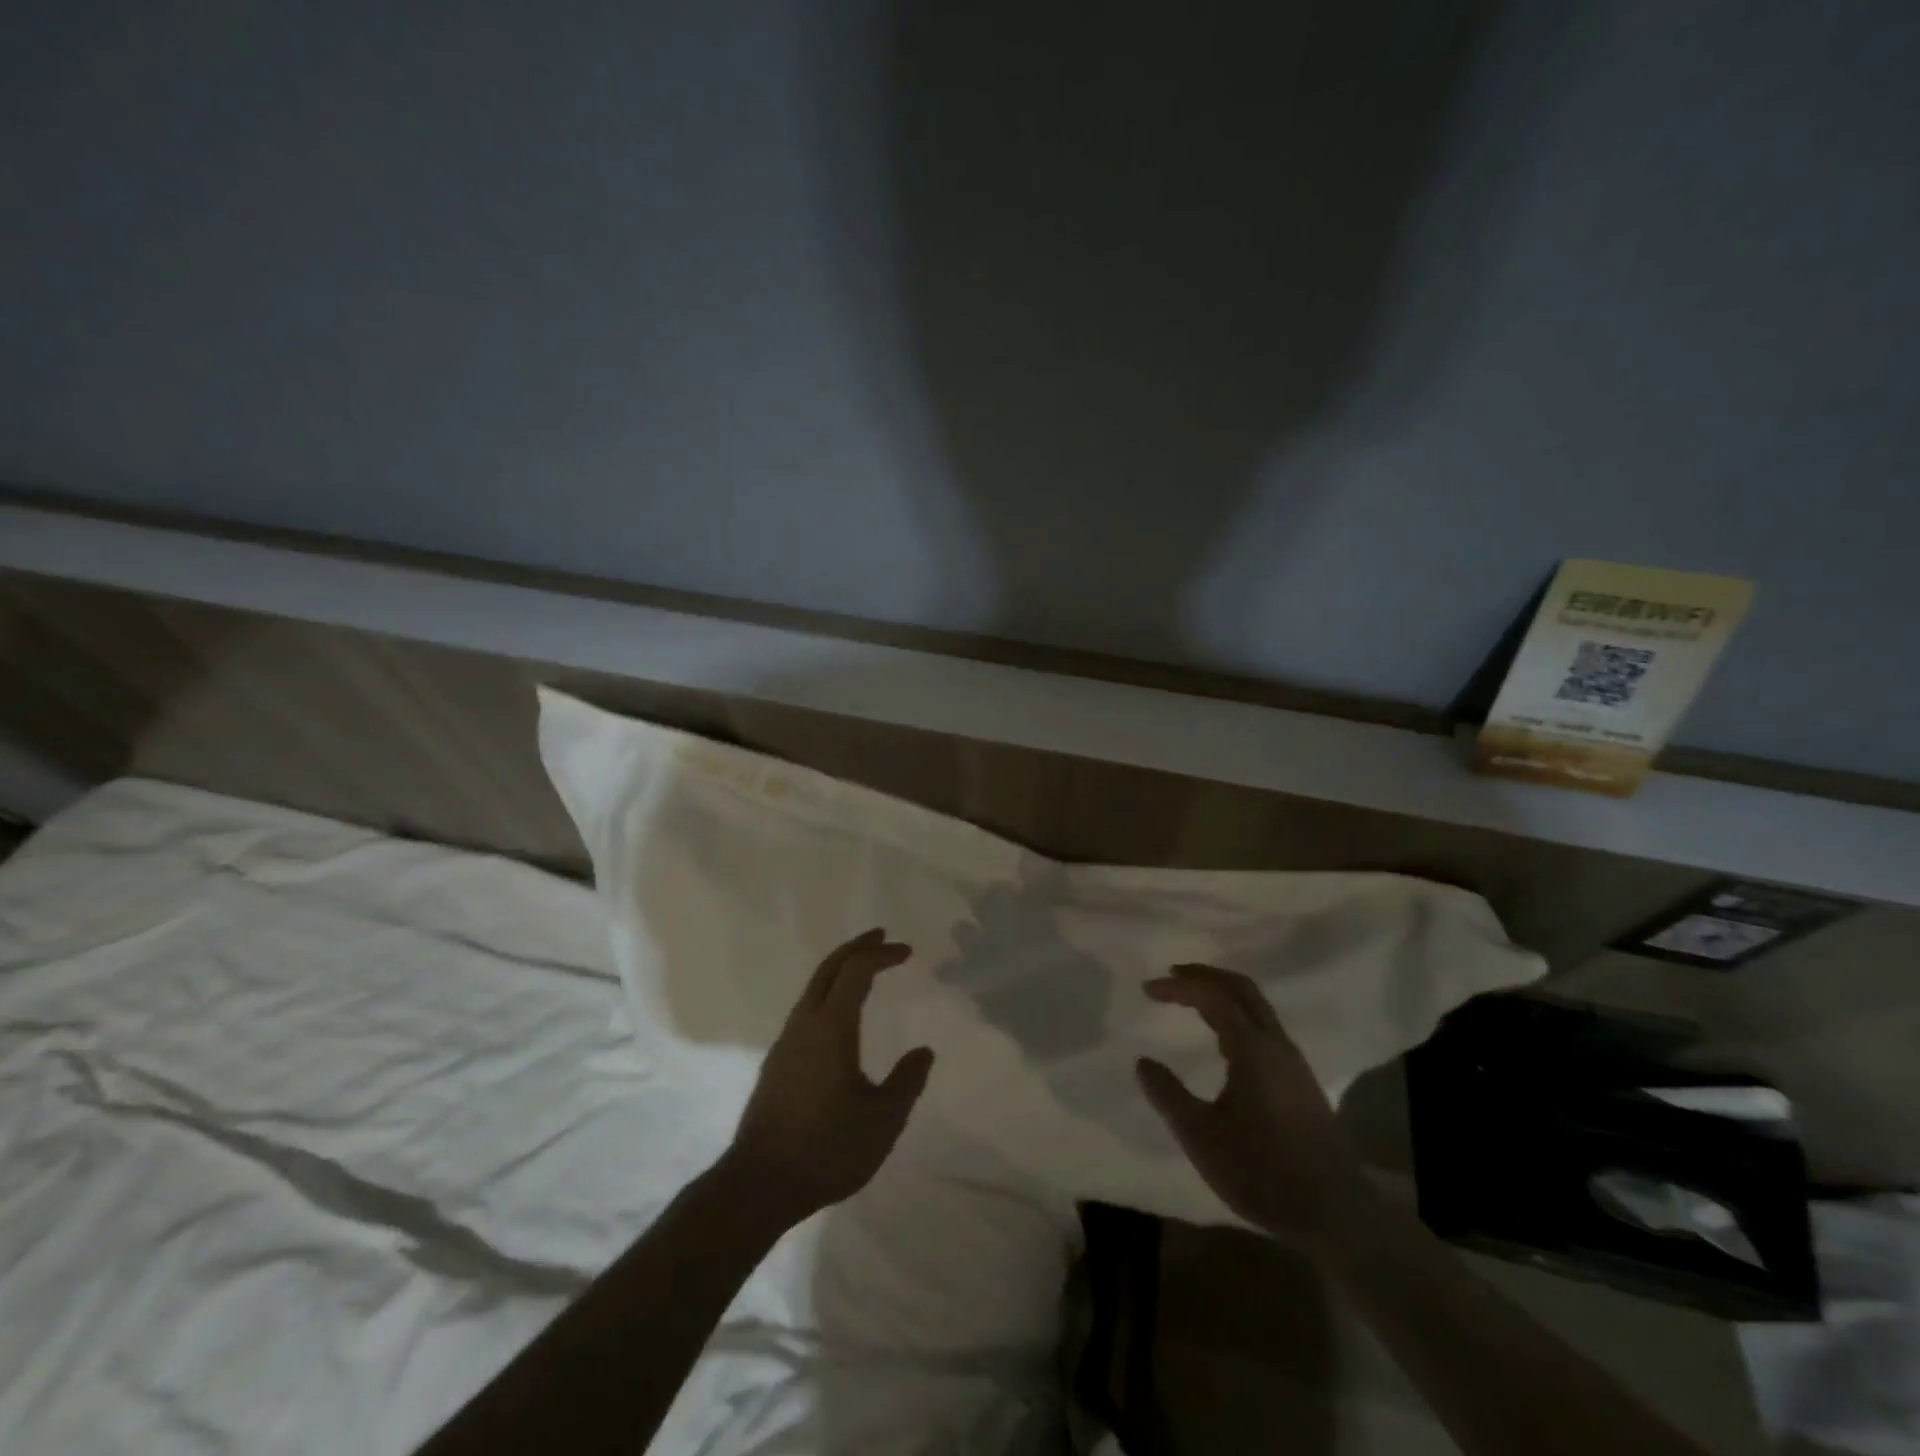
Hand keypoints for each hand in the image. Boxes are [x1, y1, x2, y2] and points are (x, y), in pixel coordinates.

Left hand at [719, 928, 934, 1225]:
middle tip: (881, 937)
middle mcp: (805, 1024)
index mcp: (832, 1027)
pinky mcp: (777, 1064)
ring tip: (863, 971)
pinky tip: (838, 1018)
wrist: (758, 1184)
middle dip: (856, 947)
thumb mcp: (883, 1120)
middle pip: (829, 968)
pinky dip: (828, 994)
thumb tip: (923, 1053)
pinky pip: (806, 1010)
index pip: (857, 971)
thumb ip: (906, 1082)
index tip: (907, 952)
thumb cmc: (827, 1148)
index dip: (882, 955)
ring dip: (839, 970)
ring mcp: (786, 1043)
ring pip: (813, 988)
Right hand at [1137, 964, 1369, 1244]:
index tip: (1148, 989)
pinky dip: (1237, 1014)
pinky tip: (1224, 1039)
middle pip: (1242, 989)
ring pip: (1257, 1007)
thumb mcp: (1201, 1135)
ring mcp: (1293, 1062)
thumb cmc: (1261, 1170)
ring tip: (1193, 1000)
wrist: (1333, 1213)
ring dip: (1223, 994)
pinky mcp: (1300, 1081)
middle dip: (1206, 975)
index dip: (1179, 987)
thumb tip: (1143, 1062)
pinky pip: (1265, 1027)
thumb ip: (1168, 1094)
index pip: (1213, 997)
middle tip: (1172, 975)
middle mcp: (1276, 1044)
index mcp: (1252, 1048)